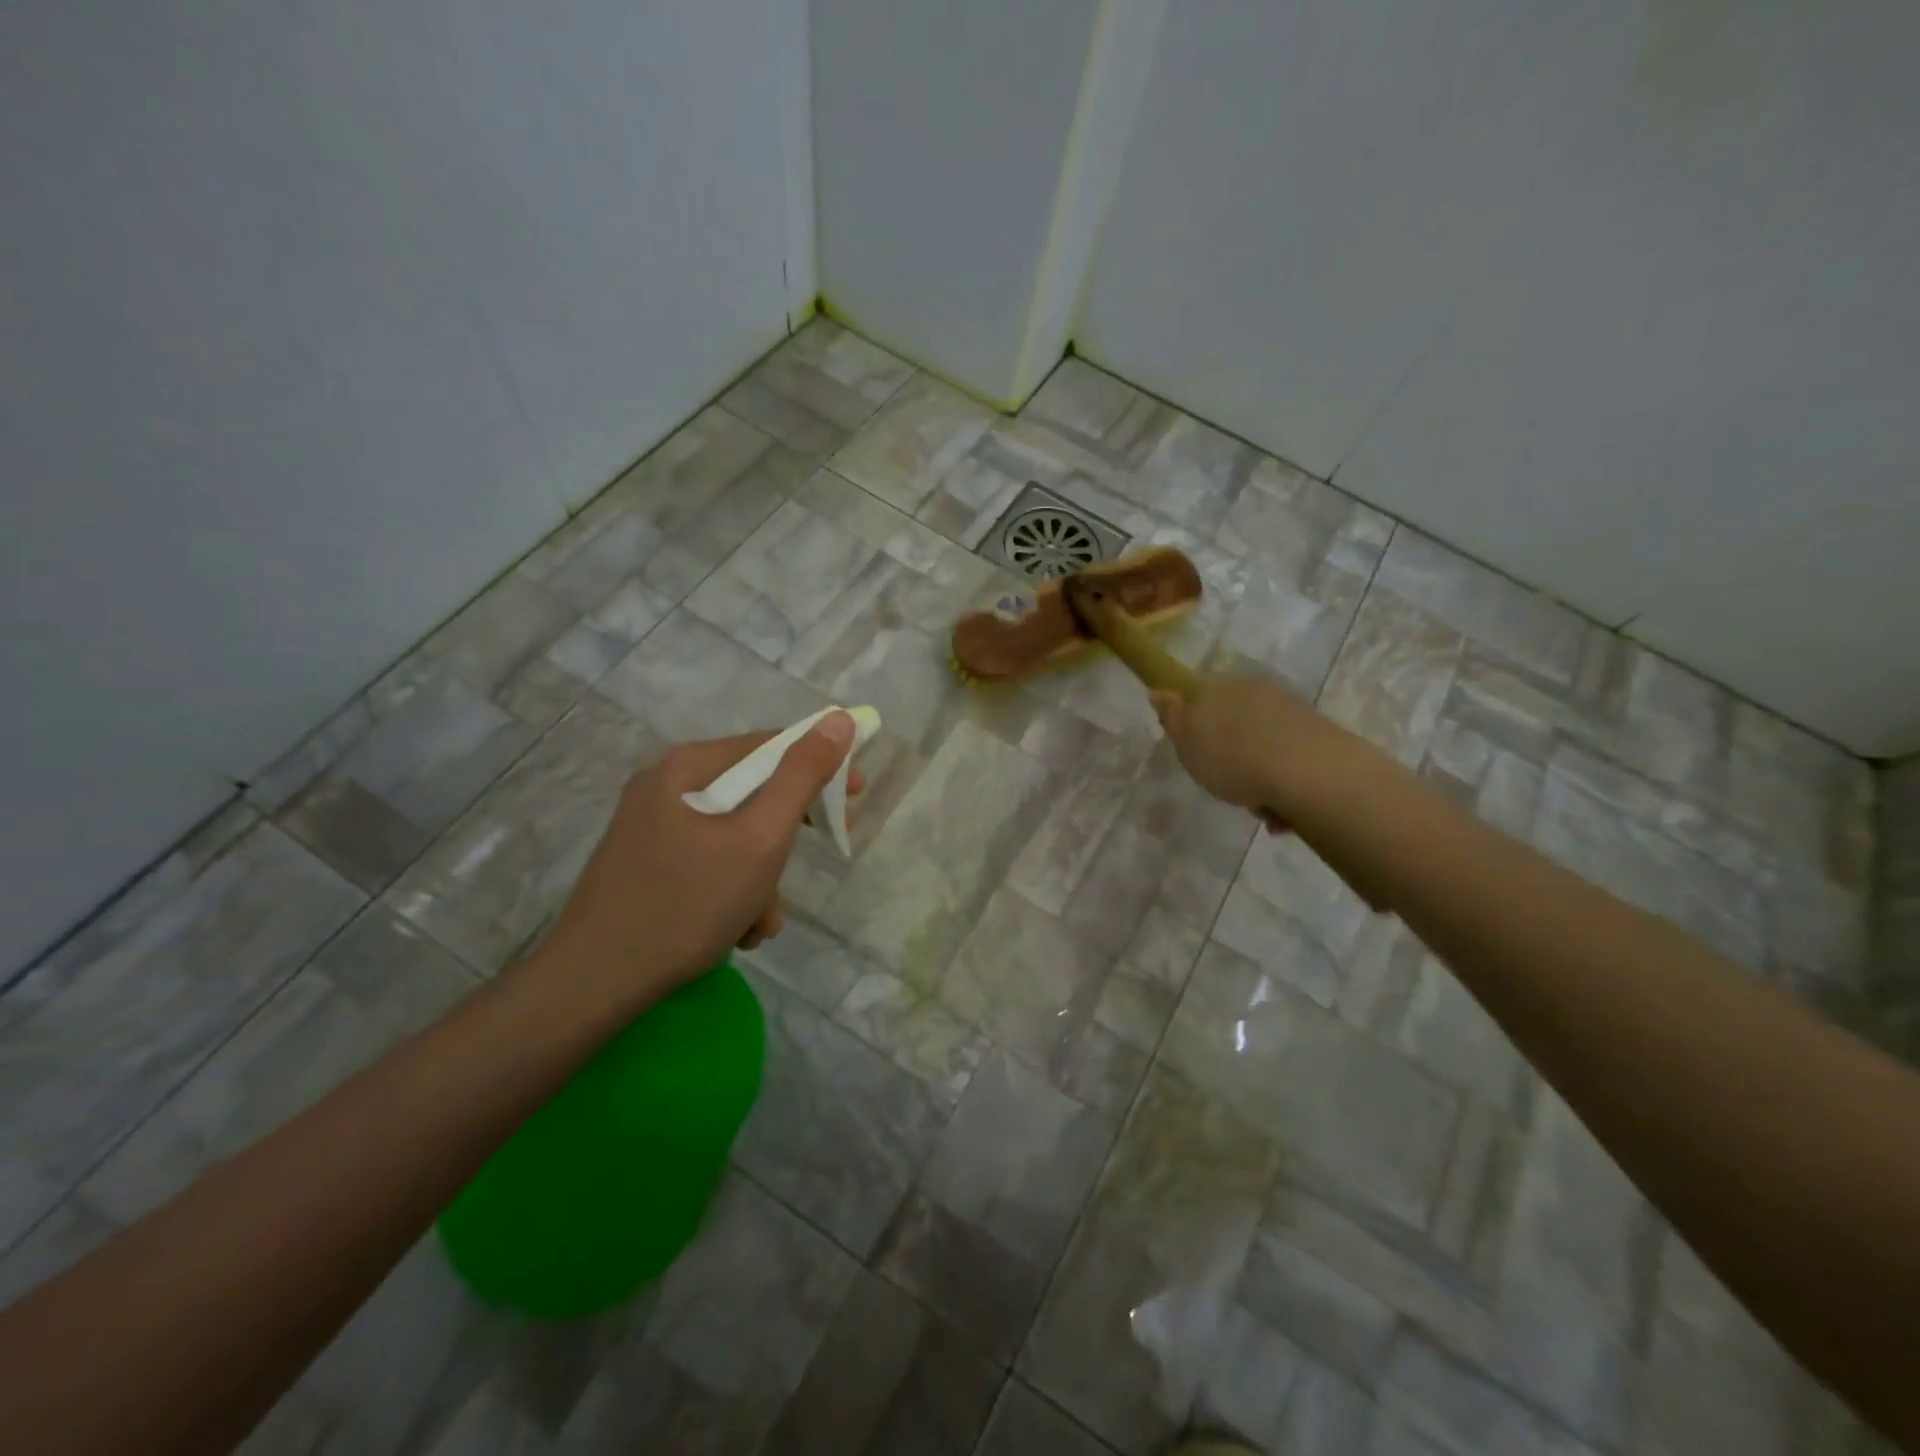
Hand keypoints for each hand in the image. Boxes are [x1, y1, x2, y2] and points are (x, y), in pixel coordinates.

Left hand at [526, 714, 861, 1013]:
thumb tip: (838, 720)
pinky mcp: (645, 864)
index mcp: (686, 766)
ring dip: (762, 877)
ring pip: (733, 835)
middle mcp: (664, 785)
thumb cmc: (688, 903)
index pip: (770, 746)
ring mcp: (651, 827)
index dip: (820, 766)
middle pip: (752, 792)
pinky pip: (708, 861)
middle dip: (789, 834)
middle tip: (828, 848)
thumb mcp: (760, 838)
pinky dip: (732, 891)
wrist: (593, 984)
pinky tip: (736, 931)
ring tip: (761, 921)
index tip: (856, 794)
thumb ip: (802, 777)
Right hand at [1150, 673, 1335, 828]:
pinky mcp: (1317, 735)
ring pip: (1262, 743)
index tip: (1195, 755)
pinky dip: (1281, 782)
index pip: (1199, 696)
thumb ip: (1172, 716)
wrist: (1307, 772)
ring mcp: (1290, 710)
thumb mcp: (1187, 741)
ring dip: (1257, 773)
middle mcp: (1256, 690)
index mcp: (1220, 686)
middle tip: (1223, 783)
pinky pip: (1288, 759)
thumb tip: (1159, 691)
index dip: (1194, 726)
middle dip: (1229, 752)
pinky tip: (1280, 810)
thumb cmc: (1233, 758)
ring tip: (1257, 806)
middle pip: (1233, 721)